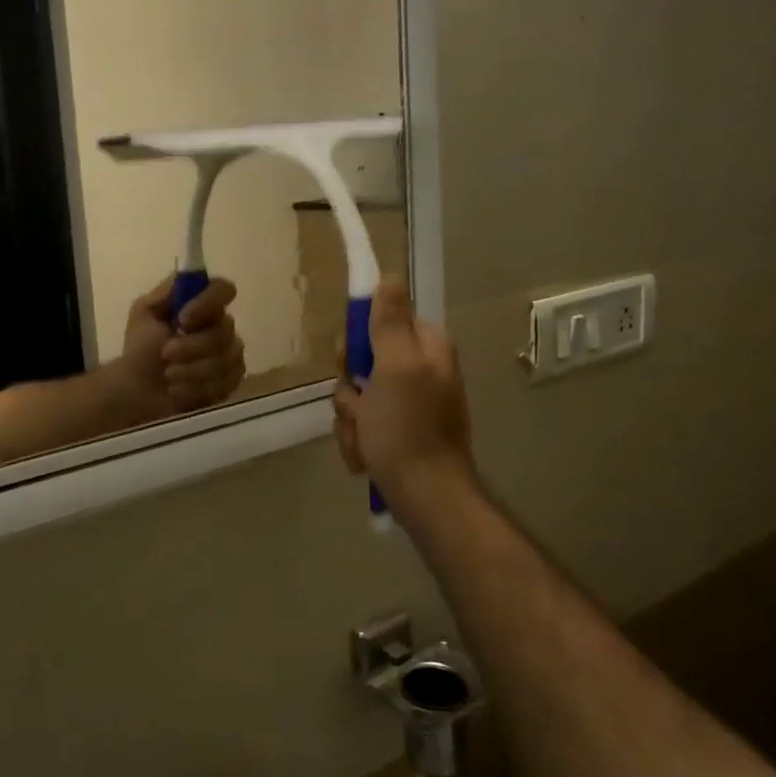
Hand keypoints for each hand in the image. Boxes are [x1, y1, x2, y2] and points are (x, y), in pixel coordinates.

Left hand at [115, 275, 246, 418]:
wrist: (138, 390)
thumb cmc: (141, 349)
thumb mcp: (143, 313)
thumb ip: (164, 293)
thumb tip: (185, 279)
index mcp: (202, 304)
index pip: (223, 290)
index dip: (208, 303)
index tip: (183, 320)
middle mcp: (222, 326)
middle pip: (224, 331)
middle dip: (191, 347)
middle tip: (165, 354)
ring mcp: (231, 354)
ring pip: (225, 360)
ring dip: (191, 370)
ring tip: (168, 375)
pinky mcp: (231, 381)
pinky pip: (225, 383)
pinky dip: (196, 389)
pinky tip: (179, 391)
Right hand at [332, 281, 476, 510]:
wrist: (426, 499)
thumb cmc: (408, 430)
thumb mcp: (397, 368)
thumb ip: (390, 322)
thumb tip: (389, 276)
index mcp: (426, 348)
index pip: (380, 320)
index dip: (357, 339)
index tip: (349, 360)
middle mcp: (419, 371)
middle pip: (362, 360)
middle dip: (350, 389)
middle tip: (359, 406)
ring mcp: (408, 405)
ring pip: (355, 396)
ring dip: (350, 419)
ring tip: (365, 441)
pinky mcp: (396, 433)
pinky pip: (361, 424)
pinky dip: (357, 441)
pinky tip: (366, 458)